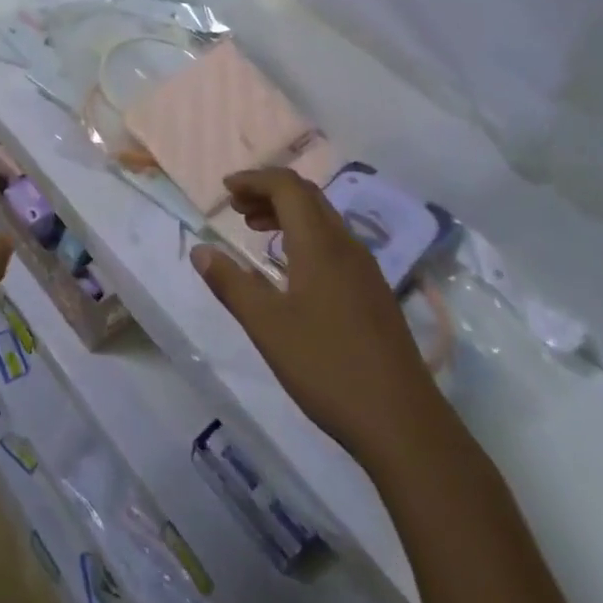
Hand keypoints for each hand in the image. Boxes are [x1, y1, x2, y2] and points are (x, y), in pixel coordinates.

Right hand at [192, 167, 431, 464]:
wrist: (403, 423)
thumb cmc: (327, 367)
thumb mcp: (267, 326)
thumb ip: (230, 284)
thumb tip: (200, 250)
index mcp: (320, 244)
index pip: (288, 186)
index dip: (255, 180)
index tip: (225, 189)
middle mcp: (346, 245)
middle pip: (307, 196)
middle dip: (268, 192)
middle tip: (235, 208)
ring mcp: (365, 269)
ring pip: (323, 219)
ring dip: (287, 213)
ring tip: (254, 230)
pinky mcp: (374, 293)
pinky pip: (334, 243)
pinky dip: (304, 236)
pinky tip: (291, 268)